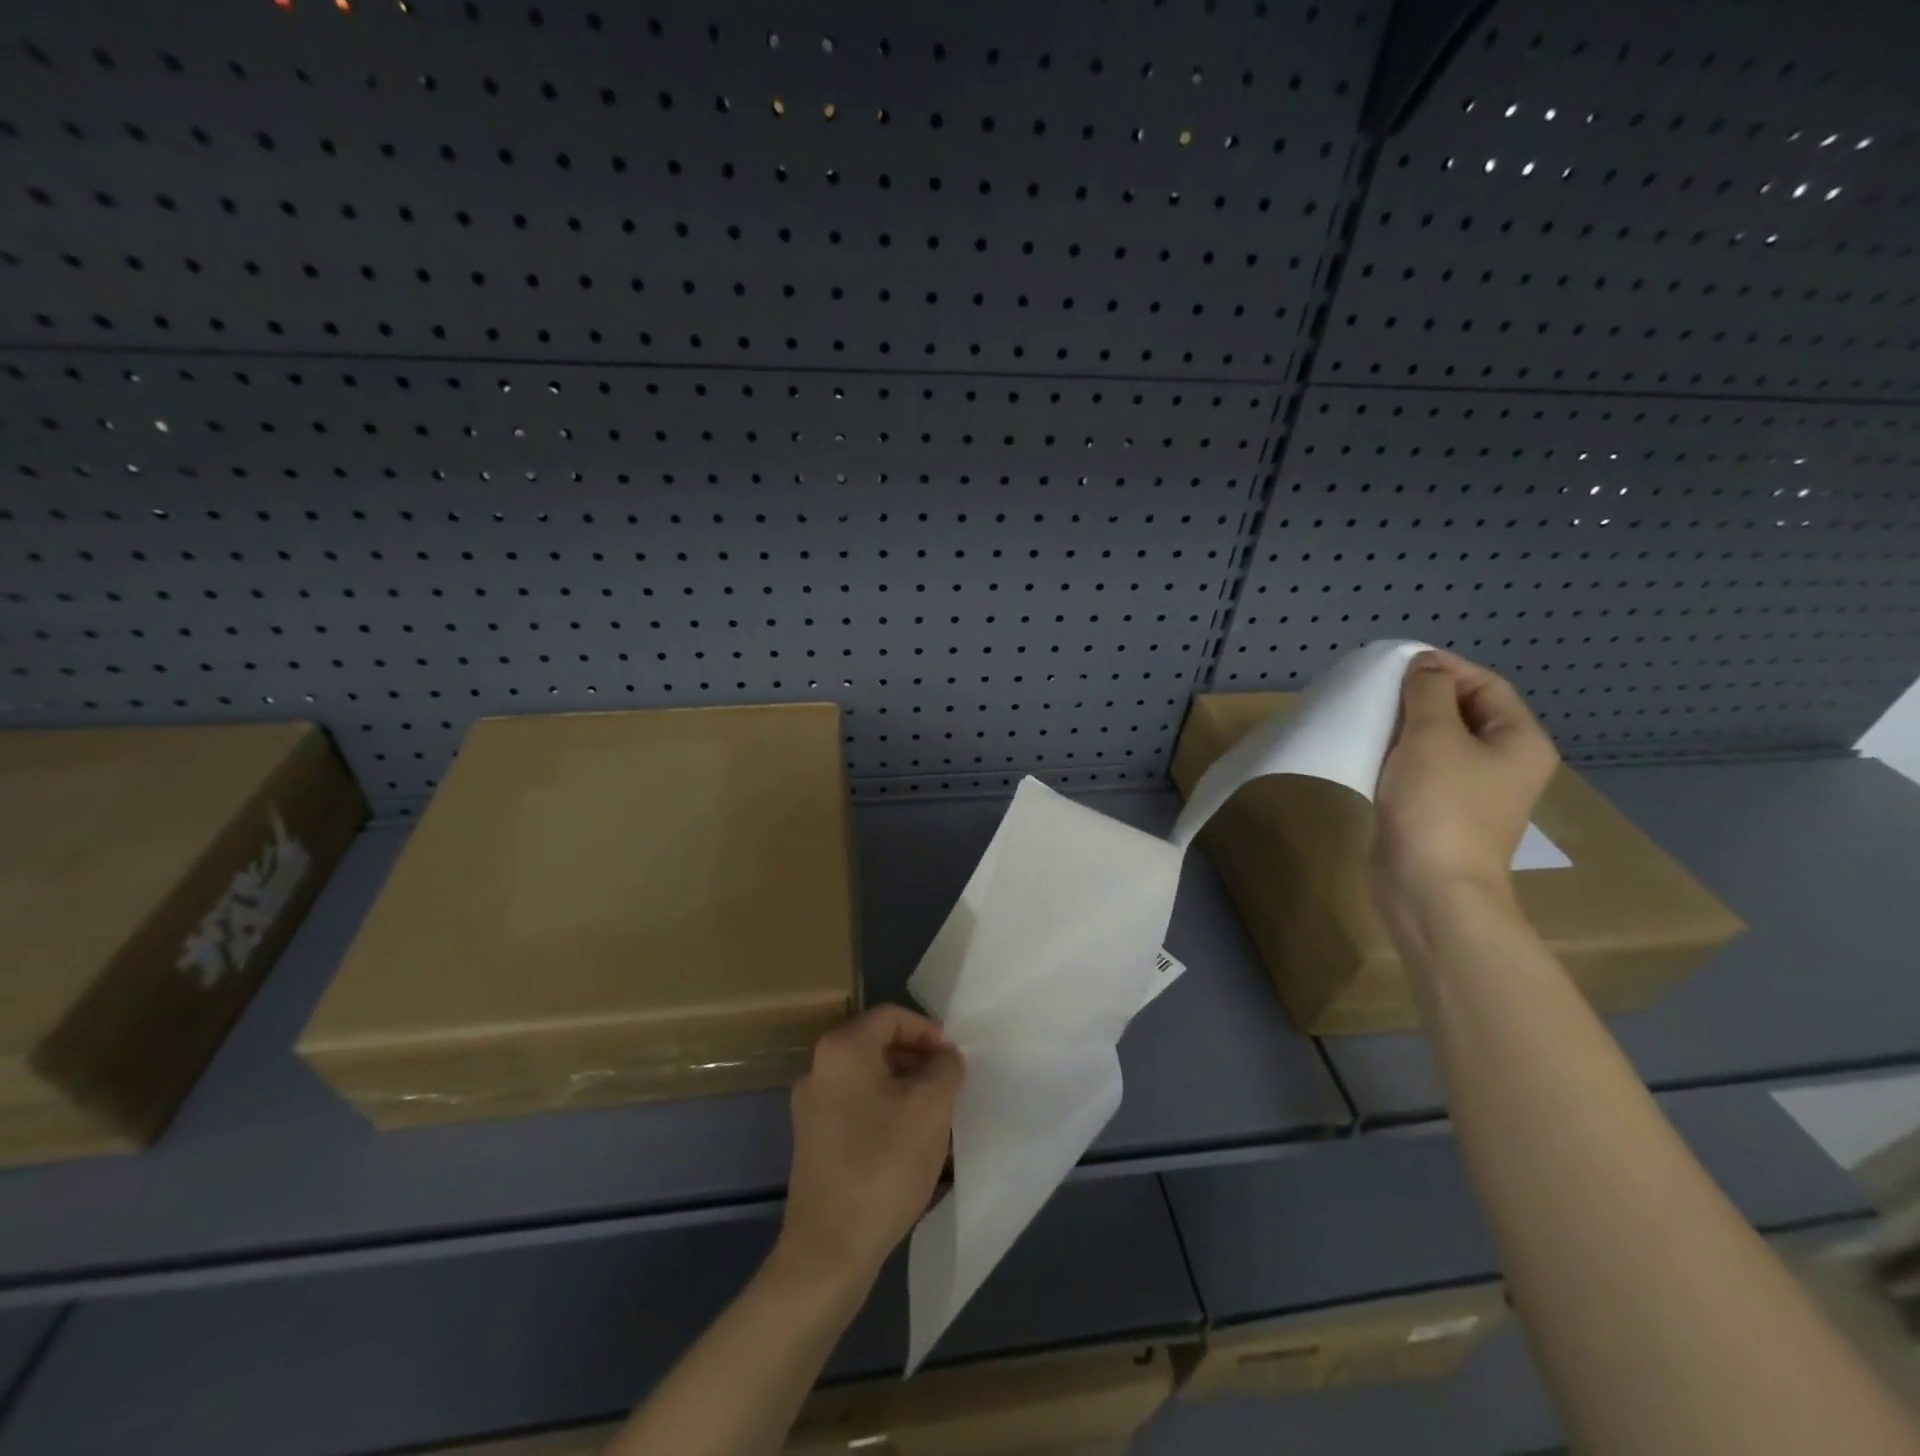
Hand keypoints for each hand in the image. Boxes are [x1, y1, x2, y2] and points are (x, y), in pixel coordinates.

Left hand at [776, 1005, 964, 1292]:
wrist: (829, 1251)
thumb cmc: (883, 1166)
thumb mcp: (931, 1109)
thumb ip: (945, 1068)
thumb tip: (943, 1056)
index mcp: (842, 1049)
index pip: (891, 1016)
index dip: (927, 1030)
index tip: (953, 1060)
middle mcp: (818, 1068)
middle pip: (877, 1043)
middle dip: (916, 1058)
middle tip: (947, 1086)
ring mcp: (810, 1105)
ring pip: (867, 1076)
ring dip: (903, 1085)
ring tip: (932, 1115)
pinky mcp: (811, 1139)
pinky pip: (855, 1104)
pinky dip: (883, 1108)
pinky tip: (905, 1141)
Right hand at [1372, 649, 1558, 916]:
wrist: (1430, 887)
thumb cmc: (1439, 805)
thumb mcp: (1432, 736)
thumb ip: (1428, 692)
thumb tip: (1426, 665)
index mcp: (1519, 741)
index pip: (1487, 685)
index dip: (1446, 668)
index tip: (1397, 664)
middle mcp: (1504, 764)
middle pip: (1465, 713)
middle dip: (1422, 697)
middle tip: (1378, 690)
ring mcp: (1473, 792)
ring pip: (1440, 743)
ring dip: (1406, 727)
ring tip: (1369, 717)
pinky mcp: (1441, 813)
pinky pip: (1422, 770)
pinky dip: (1398, 756)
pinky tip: (1369, 754)